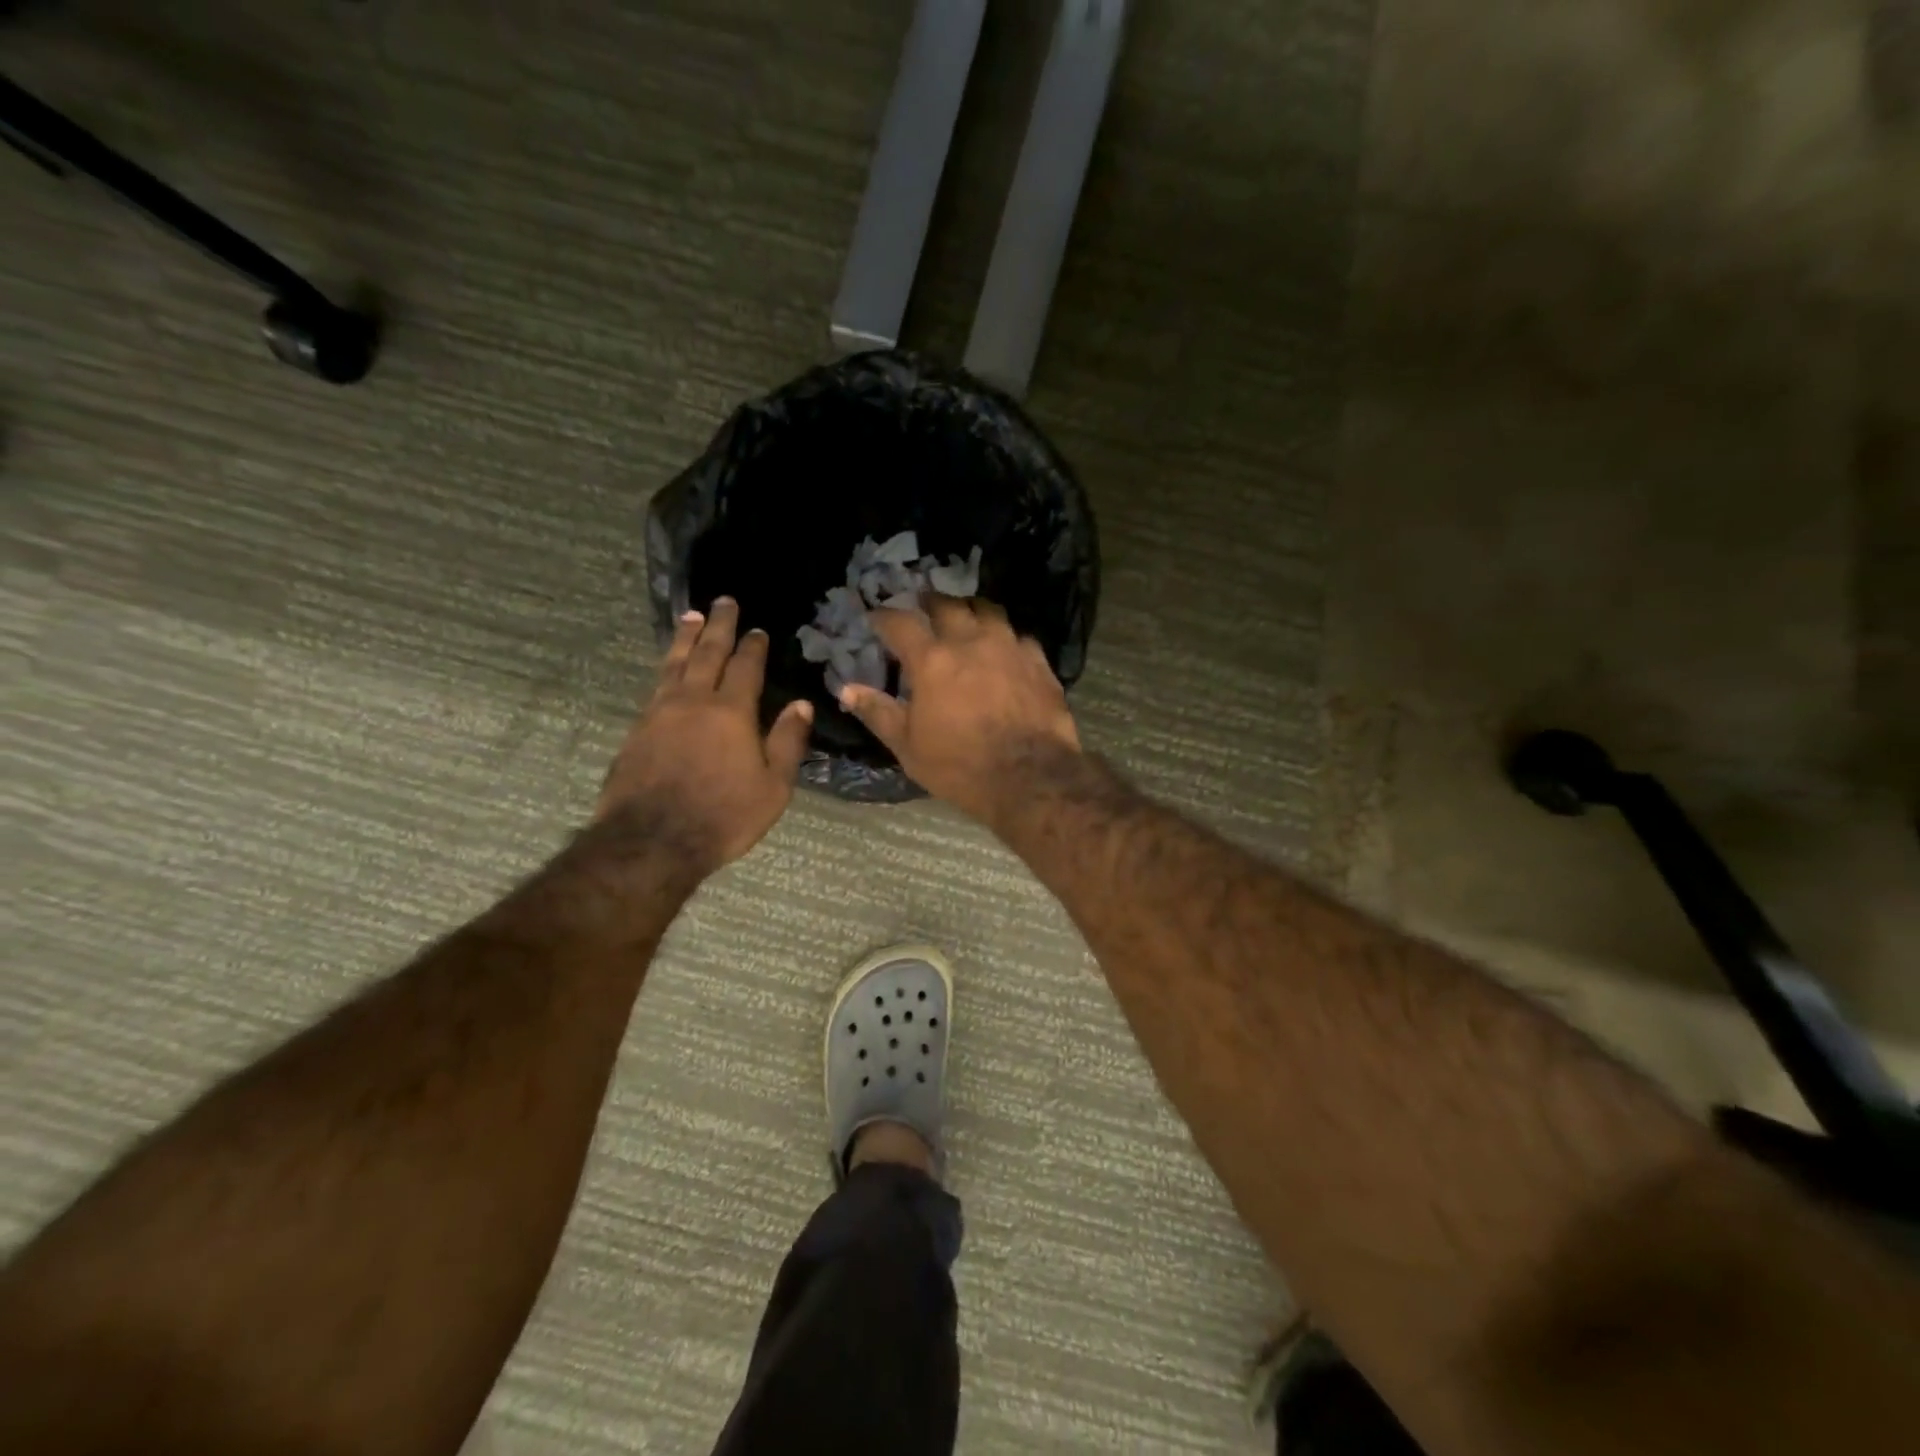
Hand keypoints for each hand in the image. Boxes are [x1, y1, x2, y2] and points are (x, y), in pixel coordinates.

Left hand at [599, 598, 812, 868]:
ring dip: (686, 637)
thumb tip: (801, 704)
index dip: (753, 647)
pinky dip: (666, 665)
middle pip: (707, 653)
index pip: (745, 668)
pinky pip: (656, 684)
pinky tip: (669, 666)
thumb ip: (787, 742)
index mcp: (732, 712)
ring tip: (691, 615)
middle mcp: (694, 701)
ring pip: (676, 663)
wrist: (651, 841)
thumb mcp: (773, 787)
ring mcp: (660, 712)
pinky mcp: (638, 729)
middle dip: (718, 625)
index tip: (758, 630)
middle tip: (723, 601)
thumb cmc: (723, 816)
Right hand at [838, 595, 1080, 825]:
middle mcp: (970, 642)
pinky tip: (1003, 648)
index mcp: (932, 660)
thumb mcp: (908, 746)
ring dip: (970, 610)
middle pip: (947, 604)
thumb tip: (846, 689)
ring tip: (964, 618)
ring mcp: (1009, 647)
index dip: (884, 616)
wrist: (1030, 779)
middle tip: (922, 608)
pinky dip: (1004, 636)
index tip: (876, 618)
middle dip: (929, 602)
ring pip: (988, 610)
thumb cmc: (960, 766)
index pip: (900, 623)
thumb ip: (878, 712)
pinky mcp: (1039, 662)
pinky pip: (1018, 636)